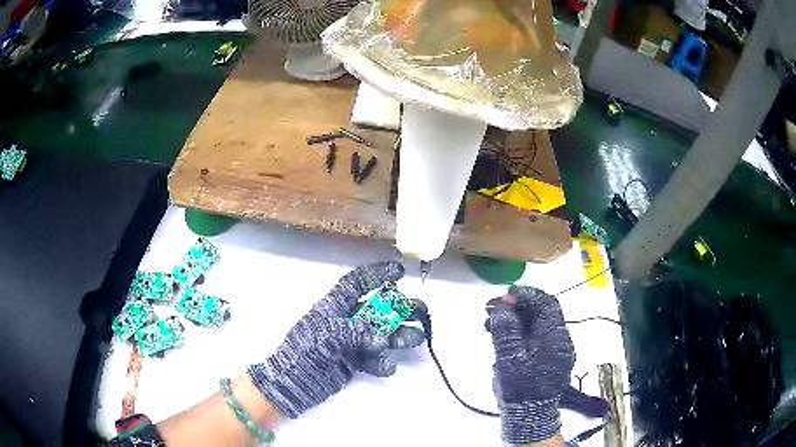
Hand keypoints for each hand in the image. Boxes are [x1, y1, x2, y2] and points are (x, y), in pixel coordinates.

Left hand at [247, 262, 424, 418]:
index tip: (400, 271)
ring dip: (399, 335)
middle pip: (377, 309)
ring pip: (381, 334)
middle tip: (421, 310)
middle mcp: (346, 321)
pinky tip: (388, 367)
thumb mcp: (326, 335)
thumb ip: (355, 332)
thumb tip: (381, 338)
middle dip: (399, 308)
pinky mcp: (353, 362)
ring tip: (417, 337)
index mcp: (334, 307)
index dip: (377, 274)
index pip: (357, 283)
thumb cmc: (304, 352)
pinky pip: (374, 359)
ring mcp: (351, 342)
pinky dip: (383, 362)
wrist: (292, 383)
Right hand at [486, 286, 574, 443]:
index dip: (525, 295)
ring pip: (535, 325)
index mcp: (555, 335)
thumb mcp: (509, 356)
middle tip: (492, 308)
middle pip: (540, 312)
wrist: (528, 415)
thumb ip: (506, 328)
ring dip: (514, 320)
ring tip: (490, 323)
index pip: (545, 303)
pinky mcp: (546, 360)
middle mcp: (559, 339)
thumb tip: (503, 304)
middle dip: (516, 307)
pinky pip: (534, 338)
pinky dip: (518, 333)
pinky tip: (501, 338)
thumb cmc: (521, 385)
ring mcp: (554, 350)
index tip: (504, 296)